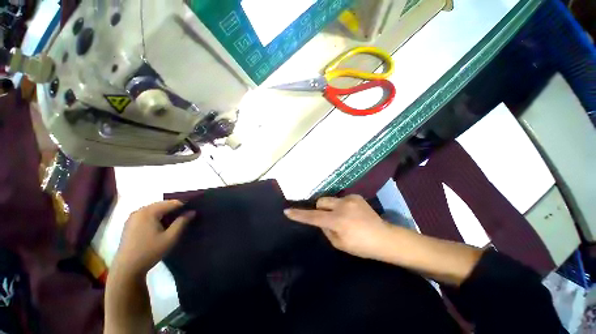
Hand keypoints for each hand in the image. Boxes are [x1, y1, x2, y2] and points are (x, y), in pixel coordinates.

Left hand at [112, 200, 193, 277]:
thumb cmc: (150, 252)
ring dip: (166, 213)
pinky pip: (148, 215)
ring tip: (176, 221)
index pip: (171, 203)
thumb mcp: (170, 237)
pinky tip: (163, 226)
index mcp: (148, 212)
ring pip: (155, 209)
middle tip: (186, 216)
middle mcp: (139, 211)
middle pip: (162, 204)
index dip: (184, 206)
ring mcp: (133, 217)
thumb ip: (182, 222)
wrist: (127, 269)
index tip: (193, 211)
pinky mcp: (130, 224)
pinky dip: (158, 217)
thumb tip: (192, 211)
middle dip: (175, 209)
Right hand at [284, 195, 393, 260]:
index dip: (299, 215)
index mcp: (338, 221)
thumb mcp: (339, 243)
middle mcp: (343, 206)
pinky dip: (341, 206)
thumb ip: (326, 229)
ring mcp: (350, 199)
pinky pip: (341, 199)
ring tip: (344, 216)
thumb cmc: (361, 246)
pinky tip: (352, 213)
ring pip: (330, 199)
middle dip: (320, 209)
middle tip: (328, 219)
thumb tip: (321, 219)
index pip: (313, 217)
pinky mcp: (356, 196)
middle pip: (321, 201)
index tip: (288, 211)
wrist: (385, 238)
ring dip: (331, 207)